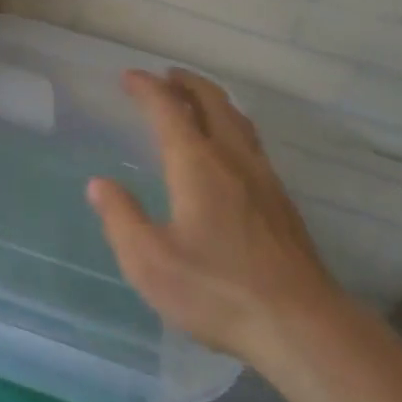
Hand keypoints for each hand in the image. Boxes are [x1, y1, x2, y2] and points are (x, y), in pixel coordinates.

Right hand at [88, 70, 342, 363]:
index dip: (147, 88)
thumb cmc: (218, 291)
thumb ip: (121, 218)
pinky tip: (229, 149)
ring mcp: (263, 178)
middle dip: (186, 83)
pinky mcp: (281, 201)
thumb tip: (99, 185)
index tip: (129, 76)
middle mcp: (232, 158)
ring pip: (237, 119)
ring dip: (212, 99)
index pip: (168, 109)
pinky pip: (251, 141)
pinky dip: (231, 124)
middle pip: (211, 102)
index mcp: (197, 164)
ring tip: (196, 99)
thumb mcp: (151, 262)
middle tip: (166, 75)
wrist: (302, 326)